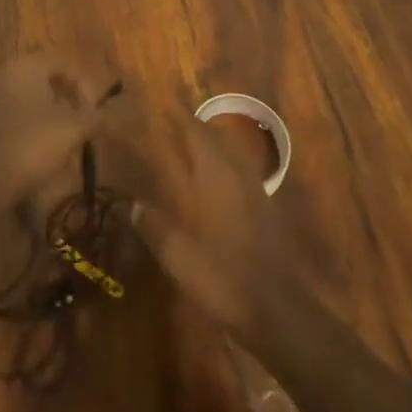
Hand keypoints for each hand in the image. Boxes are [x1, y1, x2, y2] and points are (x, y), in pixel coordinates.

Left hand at [0, 52, 112, 216]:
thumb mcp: (73, 129)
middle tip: (77, 124)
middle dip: (62, 100)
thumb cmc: (31, 145)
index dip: (82, 87)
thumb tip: (102, 113)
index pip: (61, 64)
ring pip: (23, 98)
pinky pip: (7, 115)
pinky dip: (23, 126)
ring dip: (43, 114)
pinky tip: (34, 149)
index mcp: (24, 65)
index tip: (92, 113)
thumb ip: (92, 116)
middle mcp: (1, 72)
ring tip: (59, 140)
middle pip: (40, 79)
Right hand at [108, 111, 294, 342]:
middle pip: (214, 135)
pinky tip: (212, 182)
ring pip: (230, 150)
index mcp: (215, 173)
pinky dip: (222, 164)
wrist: (279, 311)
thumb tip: (132, 205)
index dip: (175, 114)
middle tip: (167, 122)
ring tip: (187, 146)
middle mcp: (236, 172)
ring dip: (209, 143)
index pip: (193, 130)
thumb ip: (155, 227)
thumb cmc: (224, 277)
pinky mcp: (266, 208)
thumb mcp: (179, 256)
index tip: (156, 100)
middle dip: (191, 125)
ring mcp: (255, 189)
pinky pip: (239, 170)